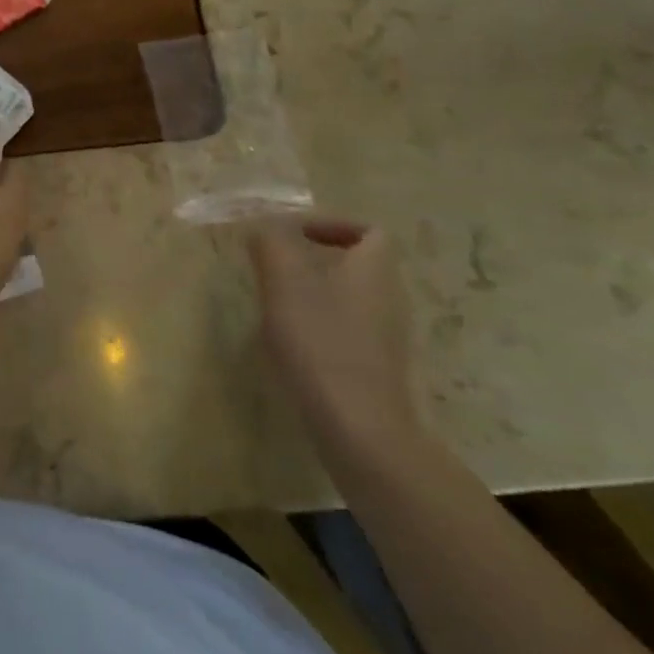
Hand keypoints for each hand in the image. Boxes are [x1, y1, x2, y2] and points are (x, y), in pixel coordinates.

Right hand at [248, 217, 420, 460]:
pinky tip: (291, 344)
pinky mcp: (377, 371)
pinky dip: (320, 328)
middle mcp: (390, 298)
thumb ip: (270, 240)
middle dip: (314, 260)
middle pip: (357, 264)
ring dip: (314, 294)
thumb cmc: (321, 340)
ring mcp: (387, 338)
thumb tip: (263, 225)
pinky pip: (348, 332)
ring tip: (276, 304)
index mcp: (375, 268)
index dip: (332, 224)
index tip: (294, 235)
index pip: (369, 231)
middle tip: (275, 267)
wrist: (360, 429)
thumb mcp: (283, 277)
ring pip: (350, 299)